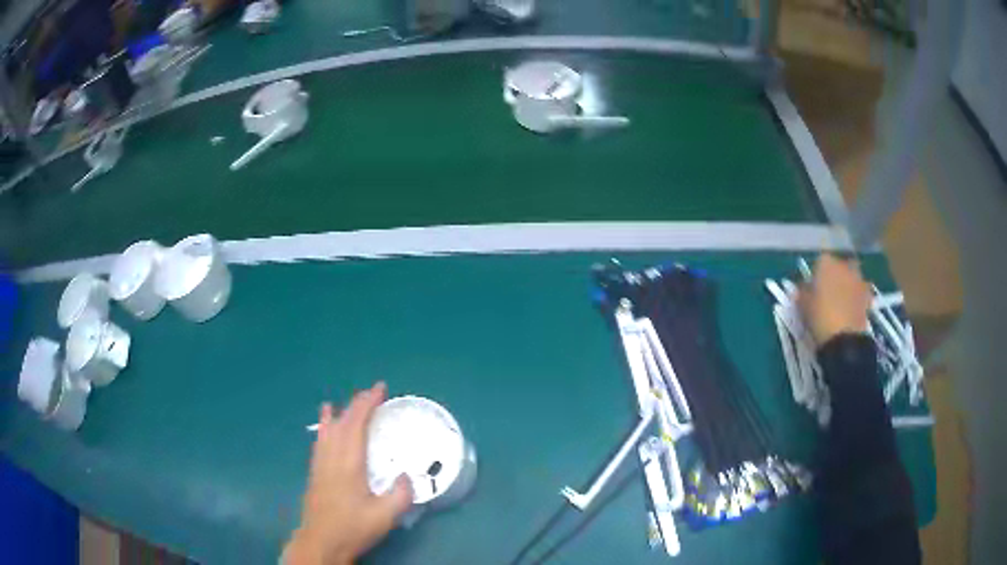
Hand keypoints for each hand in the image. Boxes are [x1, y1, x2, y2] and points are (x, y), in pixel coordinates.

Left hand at [284, 383, 412, 564]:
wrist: (321, 541)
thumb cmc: (353, 527)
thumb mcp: (384, 516)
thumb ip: (400, 495)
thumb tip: (408, 476)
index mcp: (349, 464)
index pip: (357, 425)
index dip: (367, 404)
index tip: (380, 389)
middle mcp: (332, 458)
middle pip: (342, 423)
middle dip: (357, 404)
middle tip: (372, 392)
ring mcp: (320, 464)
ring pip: (328, 430)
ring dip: (338, 413)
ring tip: (342, 402)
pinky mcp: (315, 473)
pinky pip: (320, 441)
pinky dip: (324, 428)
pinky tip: (324, 429)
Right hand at [798, 254, 870, 345]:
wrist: (844, 337)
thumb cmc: (820, 316)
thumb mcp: (802, 305)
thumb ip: (803, 292)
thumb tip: (805, 287)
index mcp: (826, 262)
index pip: (819, 262)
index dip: (815, 275)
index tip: (812, 288)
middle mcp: (843, 265)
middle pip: (838, 266)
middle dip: (835, 276)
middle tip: (828, 292)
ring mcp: (858, 279)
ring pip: (851, 277)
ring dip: (848, 284)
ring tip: (841, 301)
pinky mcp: (867, 295)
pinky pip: (861, 291)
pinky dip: (857, 297)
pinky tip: (852, 309)